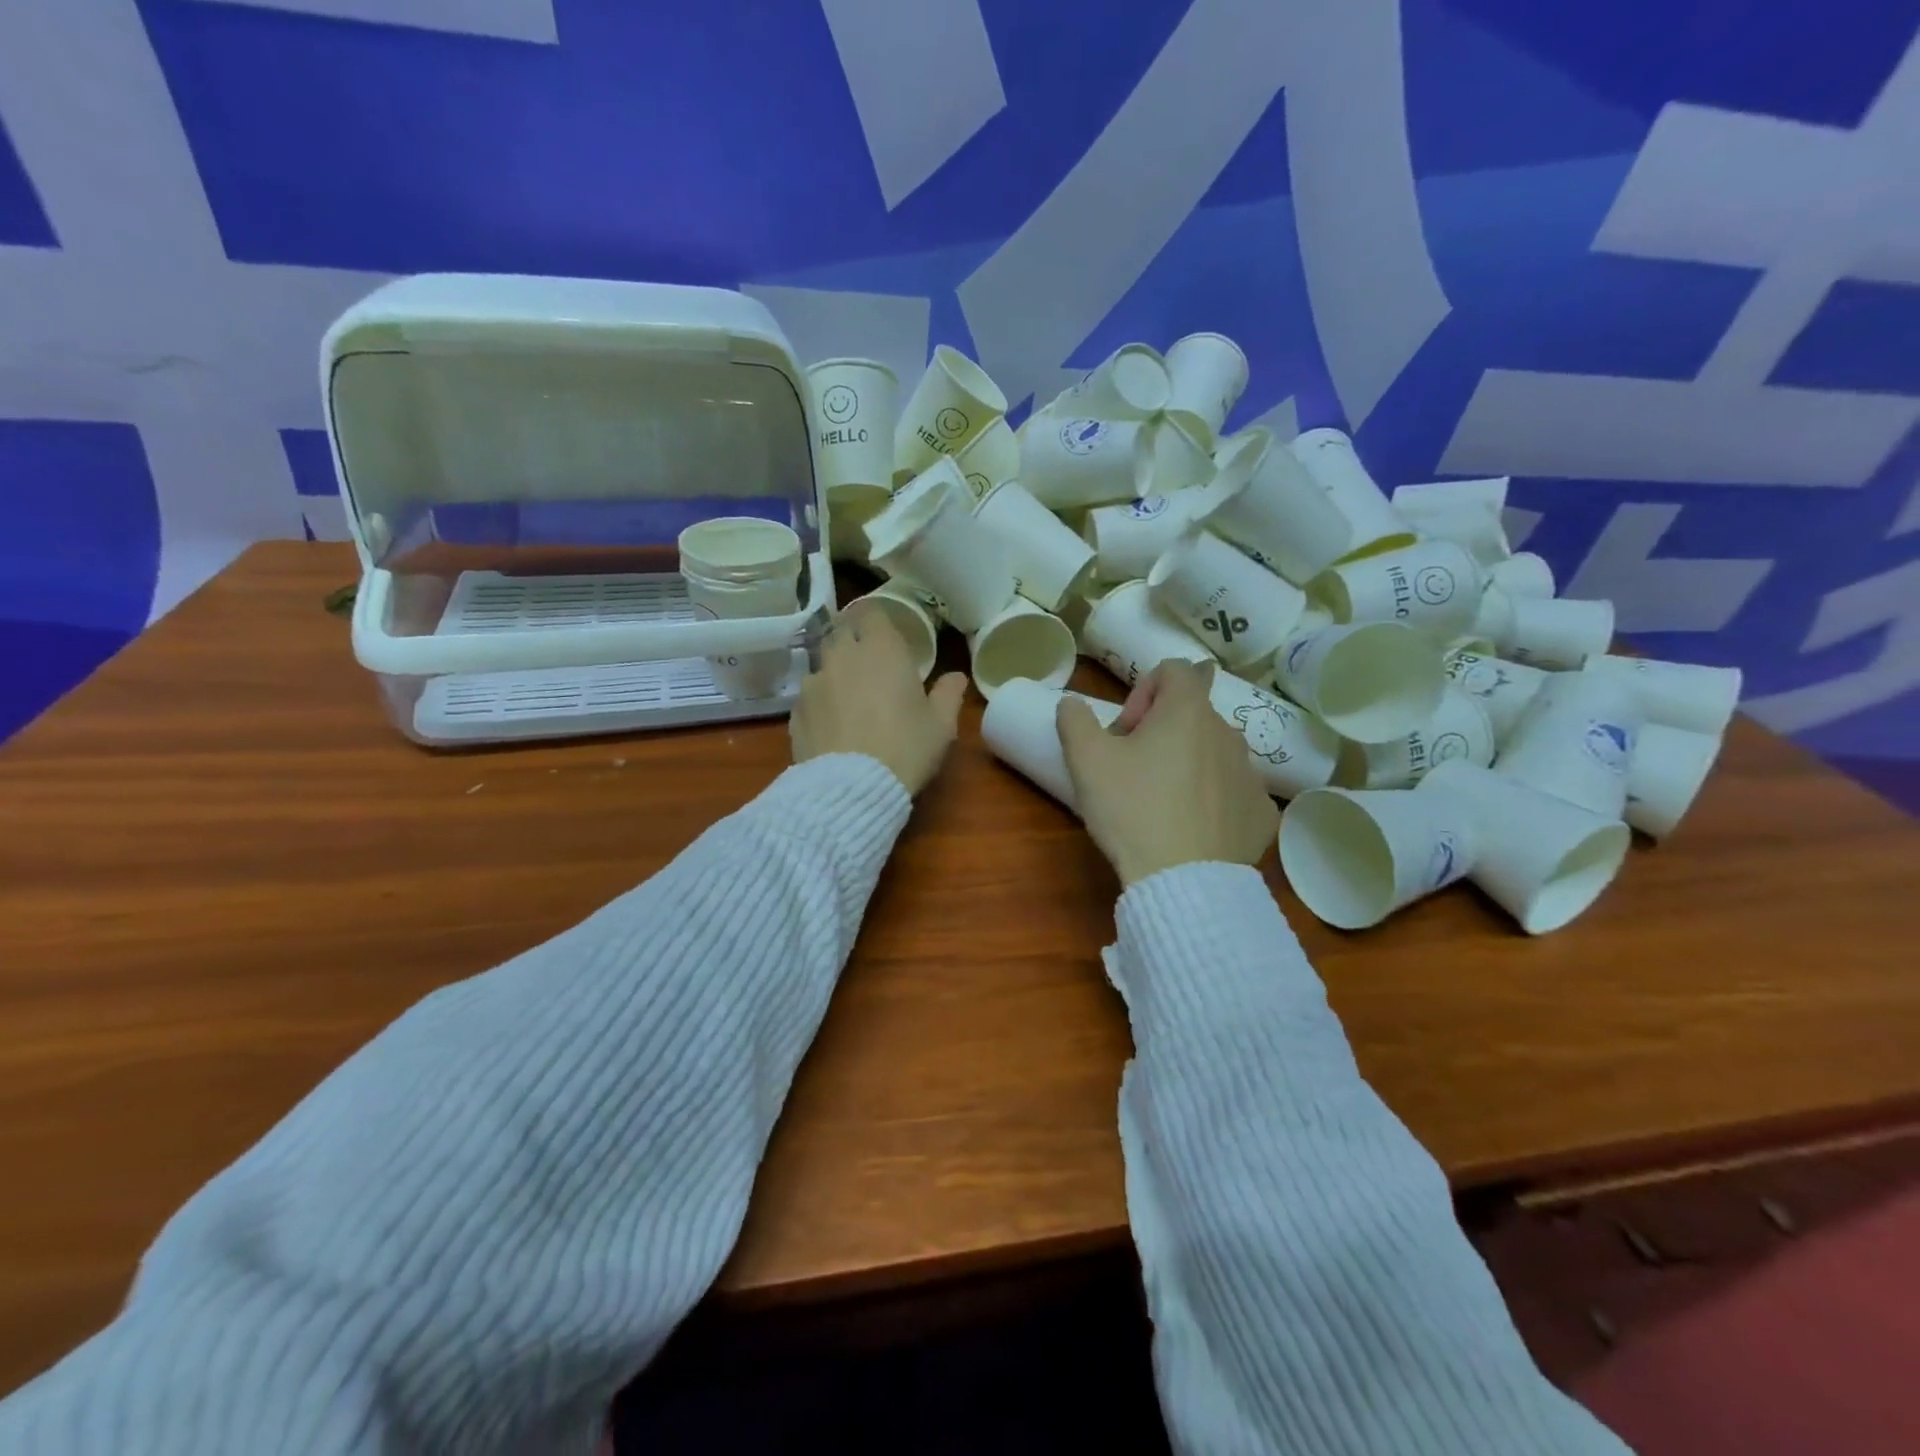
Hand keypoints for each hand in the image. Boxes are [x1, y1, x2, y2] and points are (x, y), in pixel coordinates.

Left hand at [790, 610, 966, 795]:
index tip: (885, 633)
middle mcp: (843, 656)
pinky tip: (832, 724)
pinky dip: (820, 701)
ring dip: (835, 671)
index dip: (876, 619)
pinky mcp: (795, 710)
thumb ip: (948, 694)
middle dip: (853, 640)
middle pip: (841, 632)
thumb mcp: (940, 725)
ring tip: (849, 696)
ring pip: (823, 663)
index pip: (871, 612)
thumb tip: (956, 677)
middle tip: (869, 661)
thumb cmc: (906, 748)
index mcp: (881, 649)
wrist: (852, 787)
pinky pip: (810, 695)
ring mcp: (814, 682)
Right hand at [1057, 658, 1277, 885]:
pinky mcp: (1262, 814)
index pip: (1175, 669)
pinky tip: (1192, 828)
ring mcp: (1251, 775)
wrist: (1184, 882)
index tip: (1126, 731)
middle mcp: (1228, 733)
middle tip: (1133, 770)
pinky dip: (1214, 800)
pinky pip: (1235, 793)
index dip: (1143, 690)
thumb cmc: (1132, 810)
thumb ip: (1074, 719)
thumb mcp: (1086, 761)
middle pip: (1192, 714)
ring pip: (1214, 753)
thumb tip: (1072, 703)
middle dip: (1162, 731)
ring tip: (1161, 803)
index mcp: (1188, 711)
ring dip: (1188, 764)